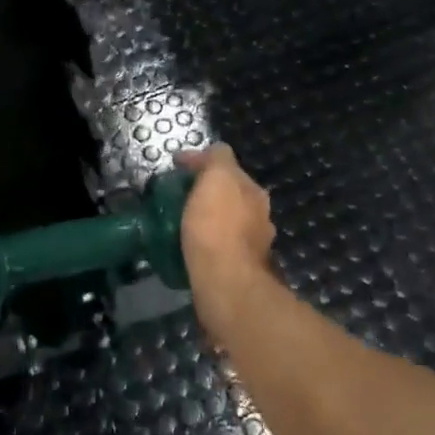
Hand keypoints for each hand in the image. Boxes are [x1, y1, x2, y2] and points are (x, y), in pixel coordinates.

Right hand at [175, 146, 274, 297]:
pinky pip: (222, 247)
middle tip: (179, 194)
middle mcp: (260, 216)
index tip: (175, 165)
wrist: (225, 282)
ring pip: (228, 223)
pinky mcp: (241, 270)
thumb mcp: (217, 177)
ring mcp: (253, 245)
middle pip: (231, 194)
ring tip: (183, 222)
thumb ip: (217, 159)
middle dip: (209, 191)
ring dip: (210, 218)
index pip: (227, 165)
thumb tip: (212, 153)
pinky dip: (209, 242)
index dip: (200, 161)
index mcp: (254, 191)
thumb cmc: (217, 225)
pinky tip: (193, 247)